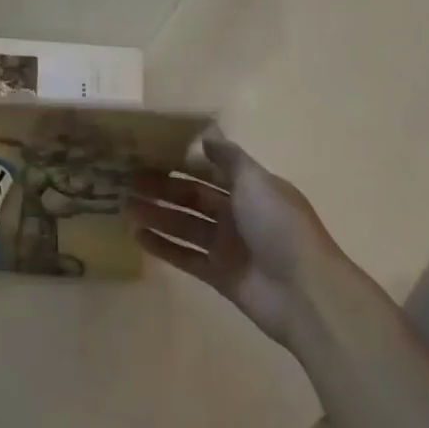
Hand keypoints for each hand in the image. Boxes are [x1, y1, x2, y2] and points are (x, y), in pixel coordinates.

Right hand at [124, 124, 347, 345]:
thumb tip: (207, 134)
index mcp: (252, 191)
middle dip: (162, 189)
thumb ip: (229, 158)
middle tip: (126, 182)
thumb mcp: (256, 183)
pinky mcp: (218, 275)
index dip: (181, 163)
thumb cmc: (279, 228)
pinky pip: (184, 256)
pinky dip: (162, 246)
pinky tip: (137, 236)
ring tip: (124, 207)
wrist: (304, 293)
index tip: (148, 155)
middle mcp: (239, 216)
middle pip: (193, 198)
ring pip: (185, 226)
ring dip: (157, 215)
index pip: (210, 171)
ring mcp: (228, 247)